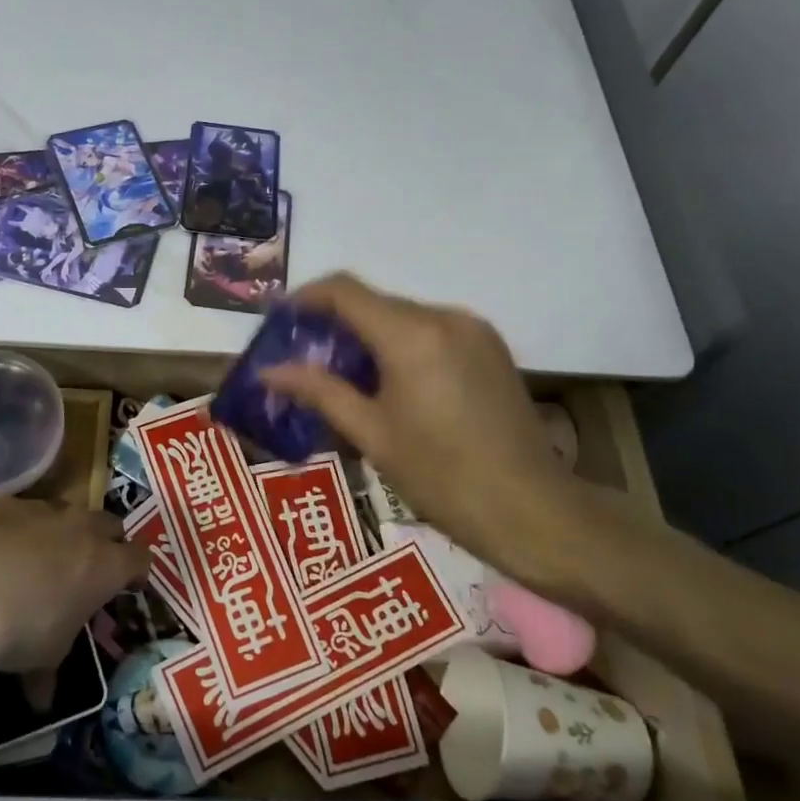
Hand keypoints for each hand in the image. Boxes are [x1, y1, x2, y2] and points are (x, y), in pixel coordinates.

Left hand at [0, 499, 146, 673]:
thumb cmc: (21, 630)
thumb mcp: (43, 657)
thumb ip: (49, 671)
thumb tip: (41, 699)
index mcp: (105, 565)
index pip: (139, 559)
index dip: (136, 572)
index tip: (129, 587)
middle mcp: (80, 528)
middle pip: (108, 524)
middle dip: (104, 542)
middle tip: (89, 567)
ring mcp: (39, 509)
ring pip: (63, 512)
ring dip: (59, 532)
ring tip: (38, 559)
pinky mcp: (0, 503)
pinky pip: (18, 512)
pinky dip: (14, 528)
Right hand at [260, 274, 578, 578]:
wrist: (530, 509)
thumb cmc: (440, 476)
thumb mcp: (371, 434)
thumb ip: (319, 391)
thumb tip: (269, 371)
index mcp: (411, 335)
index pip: (345, 291)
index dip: (306, 298)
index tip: (279, 320)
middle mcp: (444, 317)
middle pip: (375, 303)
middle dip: (335, 324)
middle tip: (305, 359)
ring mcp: (473, 330)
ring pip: (404, 317)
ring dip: (369, 336)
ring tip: (345, 377)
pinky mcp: (490, 347)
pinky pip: (432, 331)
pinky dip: (401, 345)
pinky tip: (391, 383)